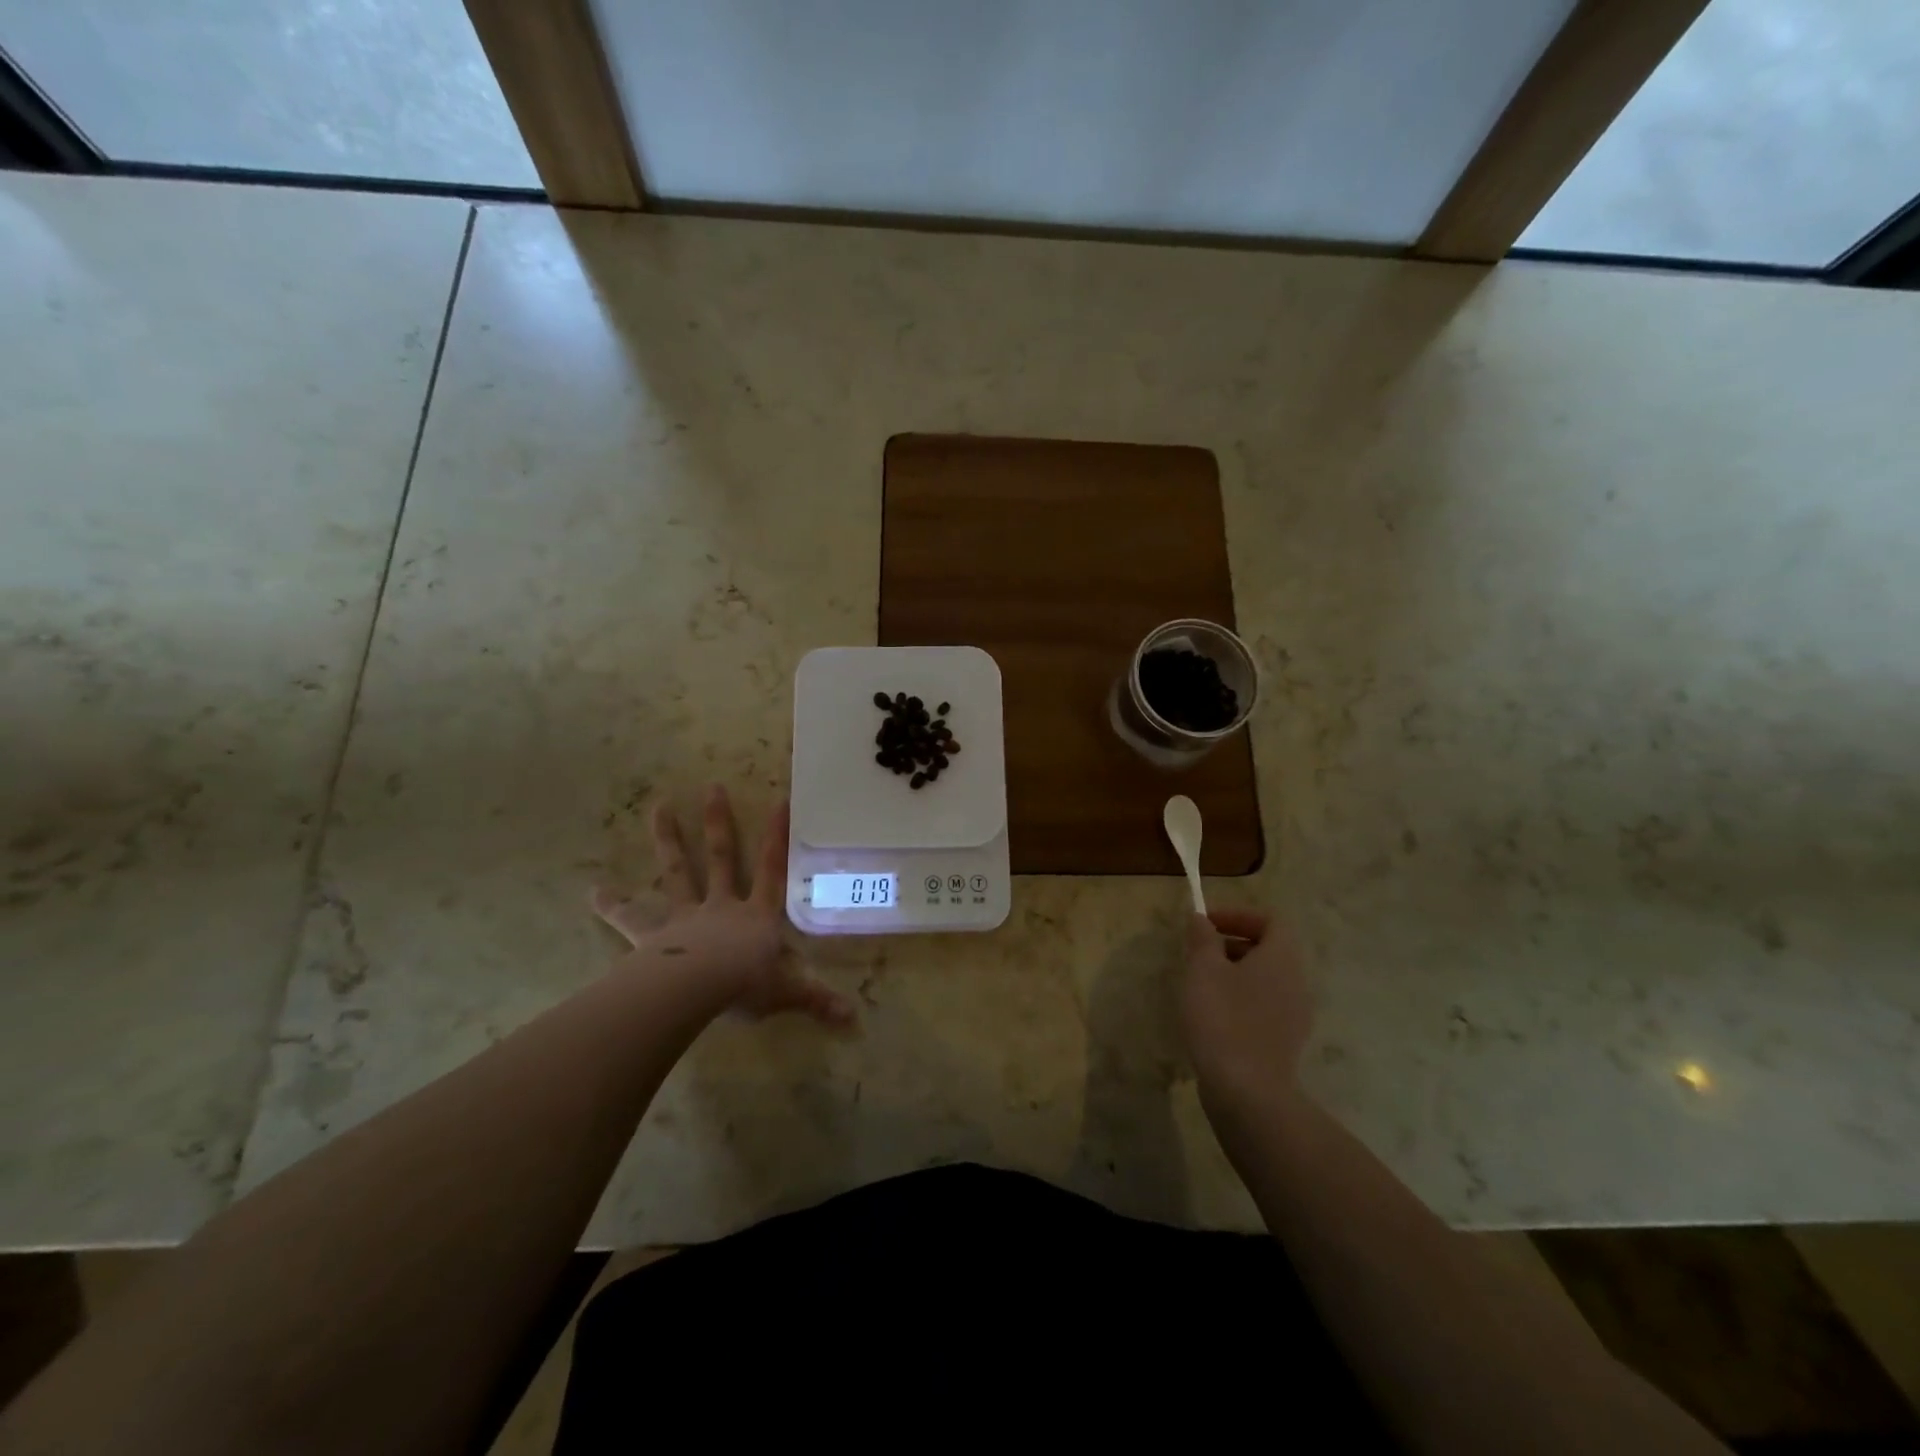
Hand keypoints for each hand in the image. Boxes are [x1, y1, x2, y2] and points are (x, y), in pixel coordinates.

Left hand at [592, 785, 853, 1026]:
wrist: (698, 990)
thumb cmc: (746, 985)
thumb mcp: (788, 993)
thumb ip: (817, 1000)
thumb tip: (854, 1018)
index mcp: (757, 915)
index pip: (772, 869)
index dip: (777, 837)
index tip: (779, 801)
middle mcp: (721, 905)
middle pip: (720, 856)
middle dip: (718, 822)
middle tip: (712, 787)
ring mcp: (685, 916)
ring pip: (677, 871)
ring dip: (668, 840)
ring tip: (658, 807)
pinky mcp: (653, 936)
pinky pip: (630, 919)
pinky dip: (613, 905)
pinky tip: (593, 891)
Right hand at [1182, 908, 1313, 1110]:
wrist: (1247, 1092)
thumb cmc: (1223, 1018)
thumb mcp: (1203, 969)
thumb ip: (1202, 938)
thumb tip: (1201, 919)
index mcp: (1282, 959)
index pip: (1271, 920)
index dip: (1238, 915)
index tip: (1206, 924)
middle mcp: (1296, 983)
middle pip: (1269, 949)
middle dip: (1232, 943)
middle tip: (1198, 953)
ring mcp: (1294, 1016)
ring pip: (1265, 979)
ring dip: (1233, 972)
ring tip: (1200, 984)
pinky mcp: (1284, 1042)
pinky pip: (1264, 1006)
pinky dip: (1240, 999)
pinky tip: (1212, 1016)